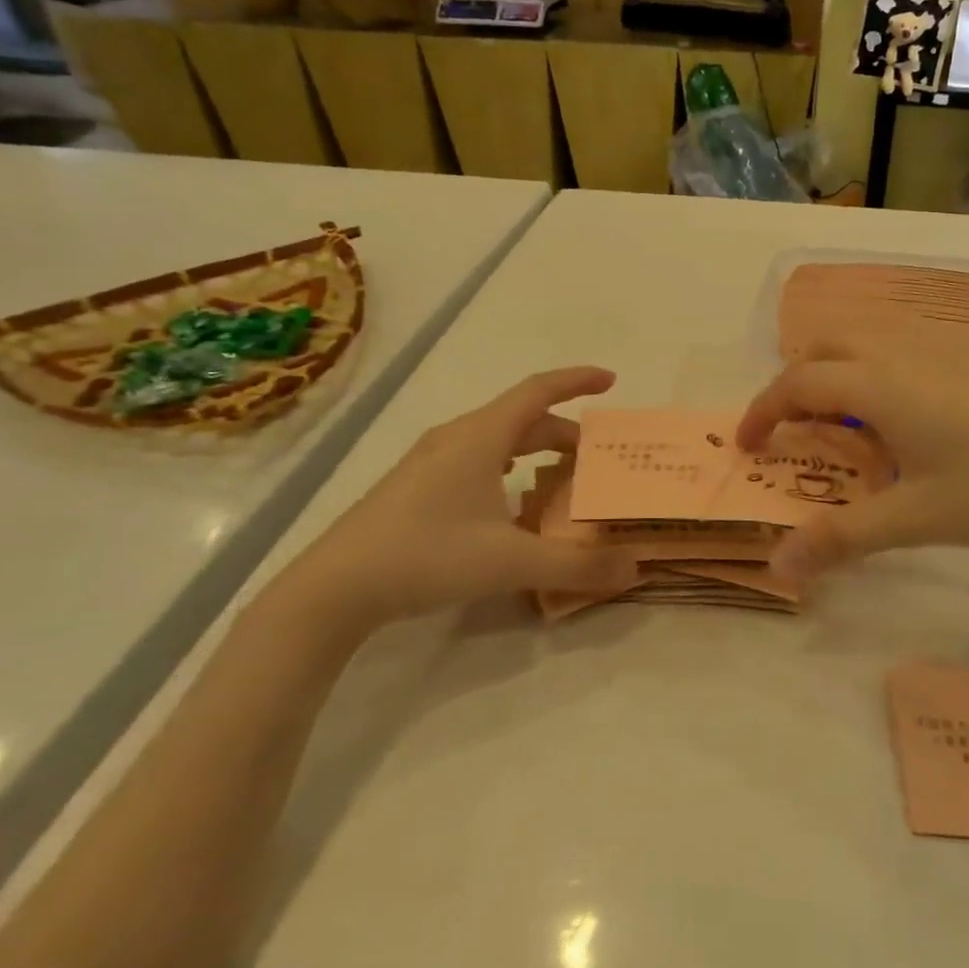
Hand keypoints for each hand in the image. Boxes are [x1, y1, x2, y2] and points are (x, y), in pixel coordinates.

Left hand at [273, 367, 639, 635]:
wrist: (334, 587)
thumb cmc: (426, 556)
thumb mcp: (510, 562)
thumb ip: (576, 565)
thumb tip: (634, 566)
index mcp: (480, 436)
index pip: (538, 391)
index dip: (576, 380)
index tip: (611, 380)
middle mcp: (456, 437)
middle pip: (522, 419)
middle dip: (564, 432)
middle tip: (597, 460)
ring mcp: (430, 461)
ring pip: (496, 440)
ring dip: (534, 450)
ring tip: (561, 478)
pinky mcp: (415, 486)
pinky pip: (476, 459)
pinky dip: (508, 468)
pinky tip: (511, 505)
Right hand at [736, 361, 968, 578]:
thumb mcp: (915, 518)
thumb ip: (842, 538)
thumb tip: (778, 565)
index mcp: (881, 386)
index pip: (799, 381)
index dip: (763, 410)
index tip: (744, 447)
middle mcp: (904, 362)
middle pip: (828, 349)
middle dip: (794, 384)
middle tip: (786, 432)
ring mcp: (941, 365)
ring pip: (866, 353)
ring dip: (834, 383)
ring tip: (834, 436)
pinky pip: (897, 367)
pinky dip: (870, 388)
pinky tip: (895, 437)